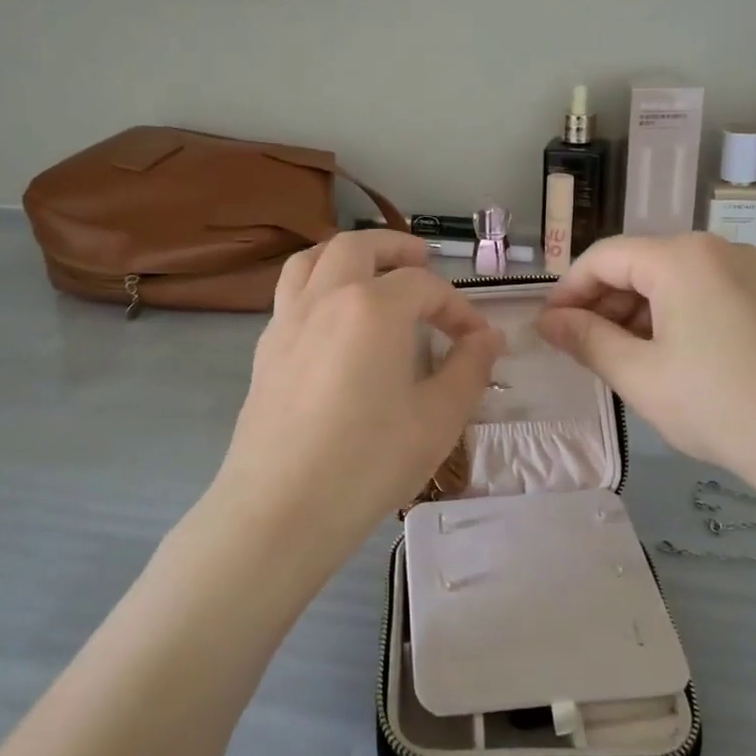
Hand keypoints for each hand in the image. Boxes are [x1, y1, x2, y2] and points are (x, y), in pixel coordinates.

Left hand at [215, 231, 504, 570]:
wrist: (281, 509)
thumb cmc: (368, 462)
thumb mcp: (438, 419)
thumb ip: (469, 368)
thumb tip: (488, 337)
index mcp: (373, 307)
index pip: (425, 286)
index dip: (458, 307)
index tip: (477, 338)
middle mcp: (326, 297)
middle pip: (360, 246)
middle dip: (396, 247)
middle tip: (422, 259)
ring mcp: (288, 319)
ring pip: (314, 258)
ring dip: (348, 254)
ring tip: (371, 271)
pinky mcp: (266, 347)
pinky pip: (292, 291)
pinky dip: (318, 282)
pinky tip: (334, 319)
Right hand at [537, 233, 755, 504]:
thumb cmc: (722, 406)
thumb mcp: (640, 376)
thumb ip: (586, 339)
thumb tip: (548, 321)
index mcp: (681, 257)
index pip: (603, 258)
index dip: (568, 292)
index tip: (549, 330)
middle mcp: (717, 248)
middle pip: (639, 265)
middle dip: (603, 305)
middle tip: (583, 352)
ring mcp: (751, 271)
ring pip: (672, 281)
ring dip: (637, 315)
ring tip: (624, 362)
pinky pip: (705, 294)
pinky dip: (674, 319)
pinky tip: (671, 361)